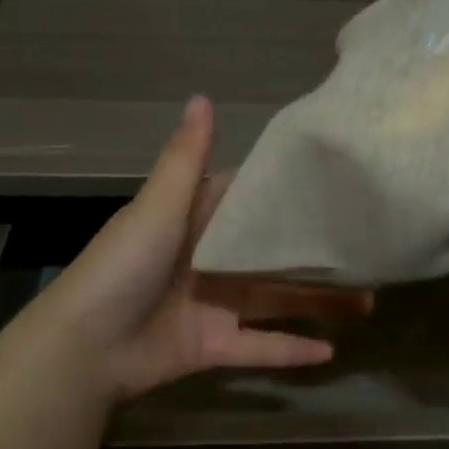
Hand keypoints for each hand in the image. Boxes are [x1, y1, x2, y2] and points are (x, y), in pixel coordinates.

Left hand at [21, 95, 372, 402]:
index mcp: (194, 221)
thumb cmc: (123, 266)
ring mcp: (211, 306)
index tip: (334, 185)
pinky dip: (290, 350)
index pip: (247, 200)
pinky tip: (331, 351)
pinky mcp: (211, 348)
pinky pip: (258, 348)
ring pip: (274, 300)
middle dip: (312, 254)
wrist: (83, 348)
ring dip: (315, 302)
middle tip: (364, 250)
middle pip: (270, 254)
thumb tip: (202, 96)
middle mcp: (207, 260)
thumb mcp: (157, 207)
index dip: (285, 193)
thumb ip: (185, 158)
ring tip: (366, 300)